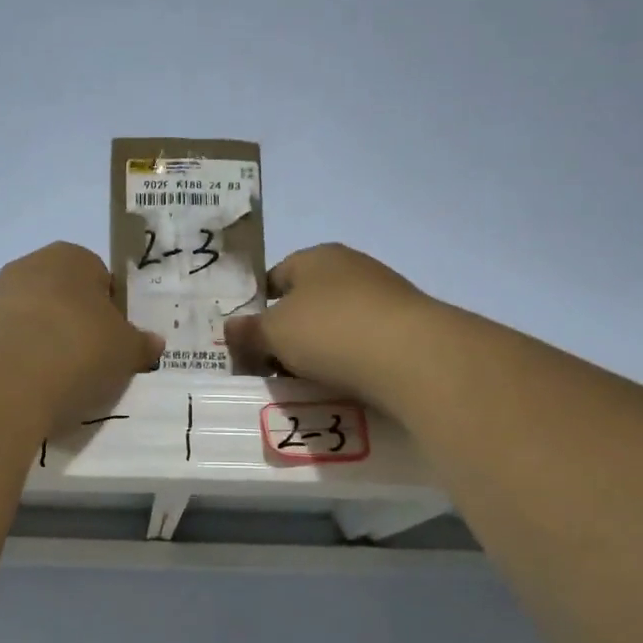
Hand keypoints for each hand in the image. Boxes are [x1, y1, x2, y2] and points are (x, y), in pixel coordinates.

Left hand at [0, 243, 162, 432]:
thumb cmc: (75, 353)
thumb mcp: (125, 353)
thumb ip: (140, 344)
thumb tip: (153, 342)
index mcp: (71, 258)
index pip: (100, 278)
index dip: (110, 313)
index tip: (111, 346)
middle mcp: (25, 266)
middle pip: (58, 297)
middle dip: (70, 326)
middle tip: (84, 366)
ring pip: (23, 320)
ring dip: (36, 343)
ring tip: (48, 385)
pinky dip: (5, 362)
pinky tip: (15, 390)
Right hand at [225, 243, 440, 406]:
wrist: (413, 356)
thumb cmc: (330, 330)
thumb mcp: (274, 332)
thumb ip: (248, 331)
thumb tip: (229, 328)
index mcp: (316, 257)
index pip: (275, 277)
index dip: (258, 308)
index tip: (249, 341)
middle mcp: (351, 268)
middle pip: (306, 303)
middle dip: (288, 334)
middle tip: (272, 369)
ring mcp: (383, 296)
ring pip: (336, 326)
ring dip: (319, 352)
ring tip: (305, 384)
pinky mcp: (407, 327)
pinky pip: (364, 345)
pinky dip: (350, 362)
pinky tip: (342, 386)